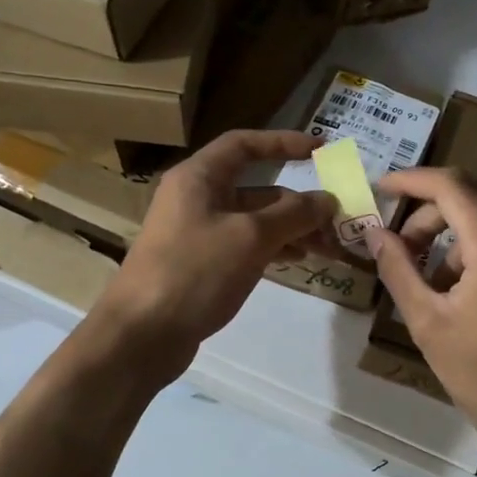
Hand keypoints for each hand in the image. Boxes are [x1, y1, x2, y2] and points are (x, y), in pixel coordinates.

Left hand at [92, 130, 334, 379]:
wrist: (141, 335)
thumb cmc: (194, 272)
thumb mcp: (250, 238)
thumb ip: (293, 214)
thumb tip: (327, 199)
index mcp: (199, 178)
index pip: (245, 145)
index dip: (283, 142)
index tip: (320, 150)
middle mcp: (196, 198)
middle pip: (256, 188)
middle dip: (298, 202)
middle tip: (336, 221)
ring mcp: (197, 233)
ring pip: (254, 220)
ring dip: (291, 229)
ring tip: (328, 248)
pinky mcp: (200, 264)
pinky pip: (244, 245)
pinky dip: (272, 248)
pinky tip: (298, 261)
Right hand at [369, 167, 476, 470]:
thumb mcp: (429, 325)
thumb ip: (398, 270)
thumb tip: (375, 233)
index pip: (452, 186)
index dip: (412, 180)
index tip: (381, 188)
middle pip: (472, 198)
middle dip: (429, 214)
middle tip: (400, 249)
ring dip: (454, 237)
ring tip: (433, 285)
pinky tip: (466, 293)